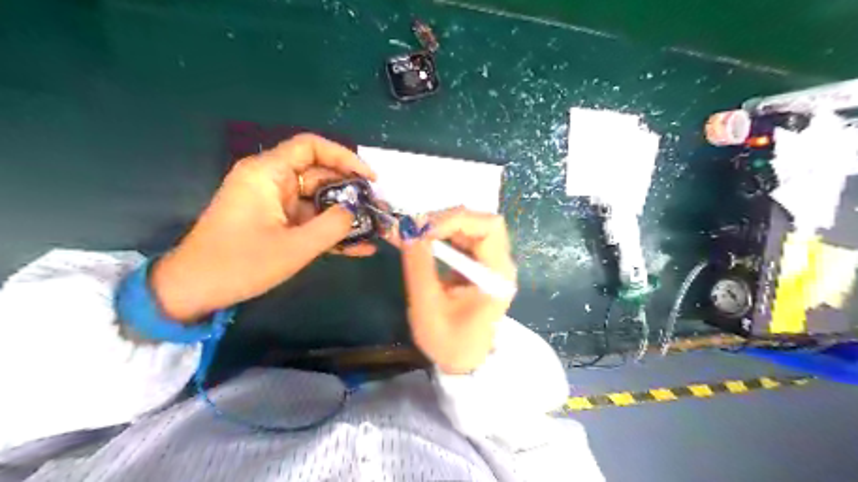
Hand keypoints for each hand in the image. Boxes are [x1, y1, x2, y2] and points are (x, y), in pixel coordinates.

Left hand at [150, 134, 378, 321]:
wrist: (194, 291)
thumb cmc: (239, 264)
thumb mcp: (294, 248)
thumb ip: (332, 227)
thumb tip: (355, 212)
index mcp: (267, 174)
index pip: (311, 147)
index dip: (344, 157)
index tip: (370, 178)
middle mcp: (271, 181)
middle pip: (319, 174)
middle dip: (351, 191)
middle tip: (379, 209)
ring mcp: (274, 204)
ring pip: (318, 200)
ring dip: (345, 215)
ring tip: (375, 228)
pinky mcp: (276, 223)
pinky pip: (309, 220)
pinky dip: (330, 231)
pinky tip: (359, 247)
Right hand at [396, 207, 510, 372]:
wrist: (464, 363)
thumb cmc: (448, 341)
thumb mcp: (427, 305)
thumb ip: (418, 264)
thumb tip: (407, 228)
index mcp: (497, 275)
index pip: (488, 227)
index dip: (455, 220)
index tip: (423, 229)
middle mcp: (500, 263)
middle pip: (483, 221)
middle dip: (448, 219)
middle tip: (417, 227)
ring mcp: (492, 263)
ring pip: (473, 227)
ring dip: (445, 225)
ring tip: (416, 232)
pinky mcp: (481, 266)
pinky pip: (465, 239)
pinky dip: (444, 234)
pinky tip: (425, 240)